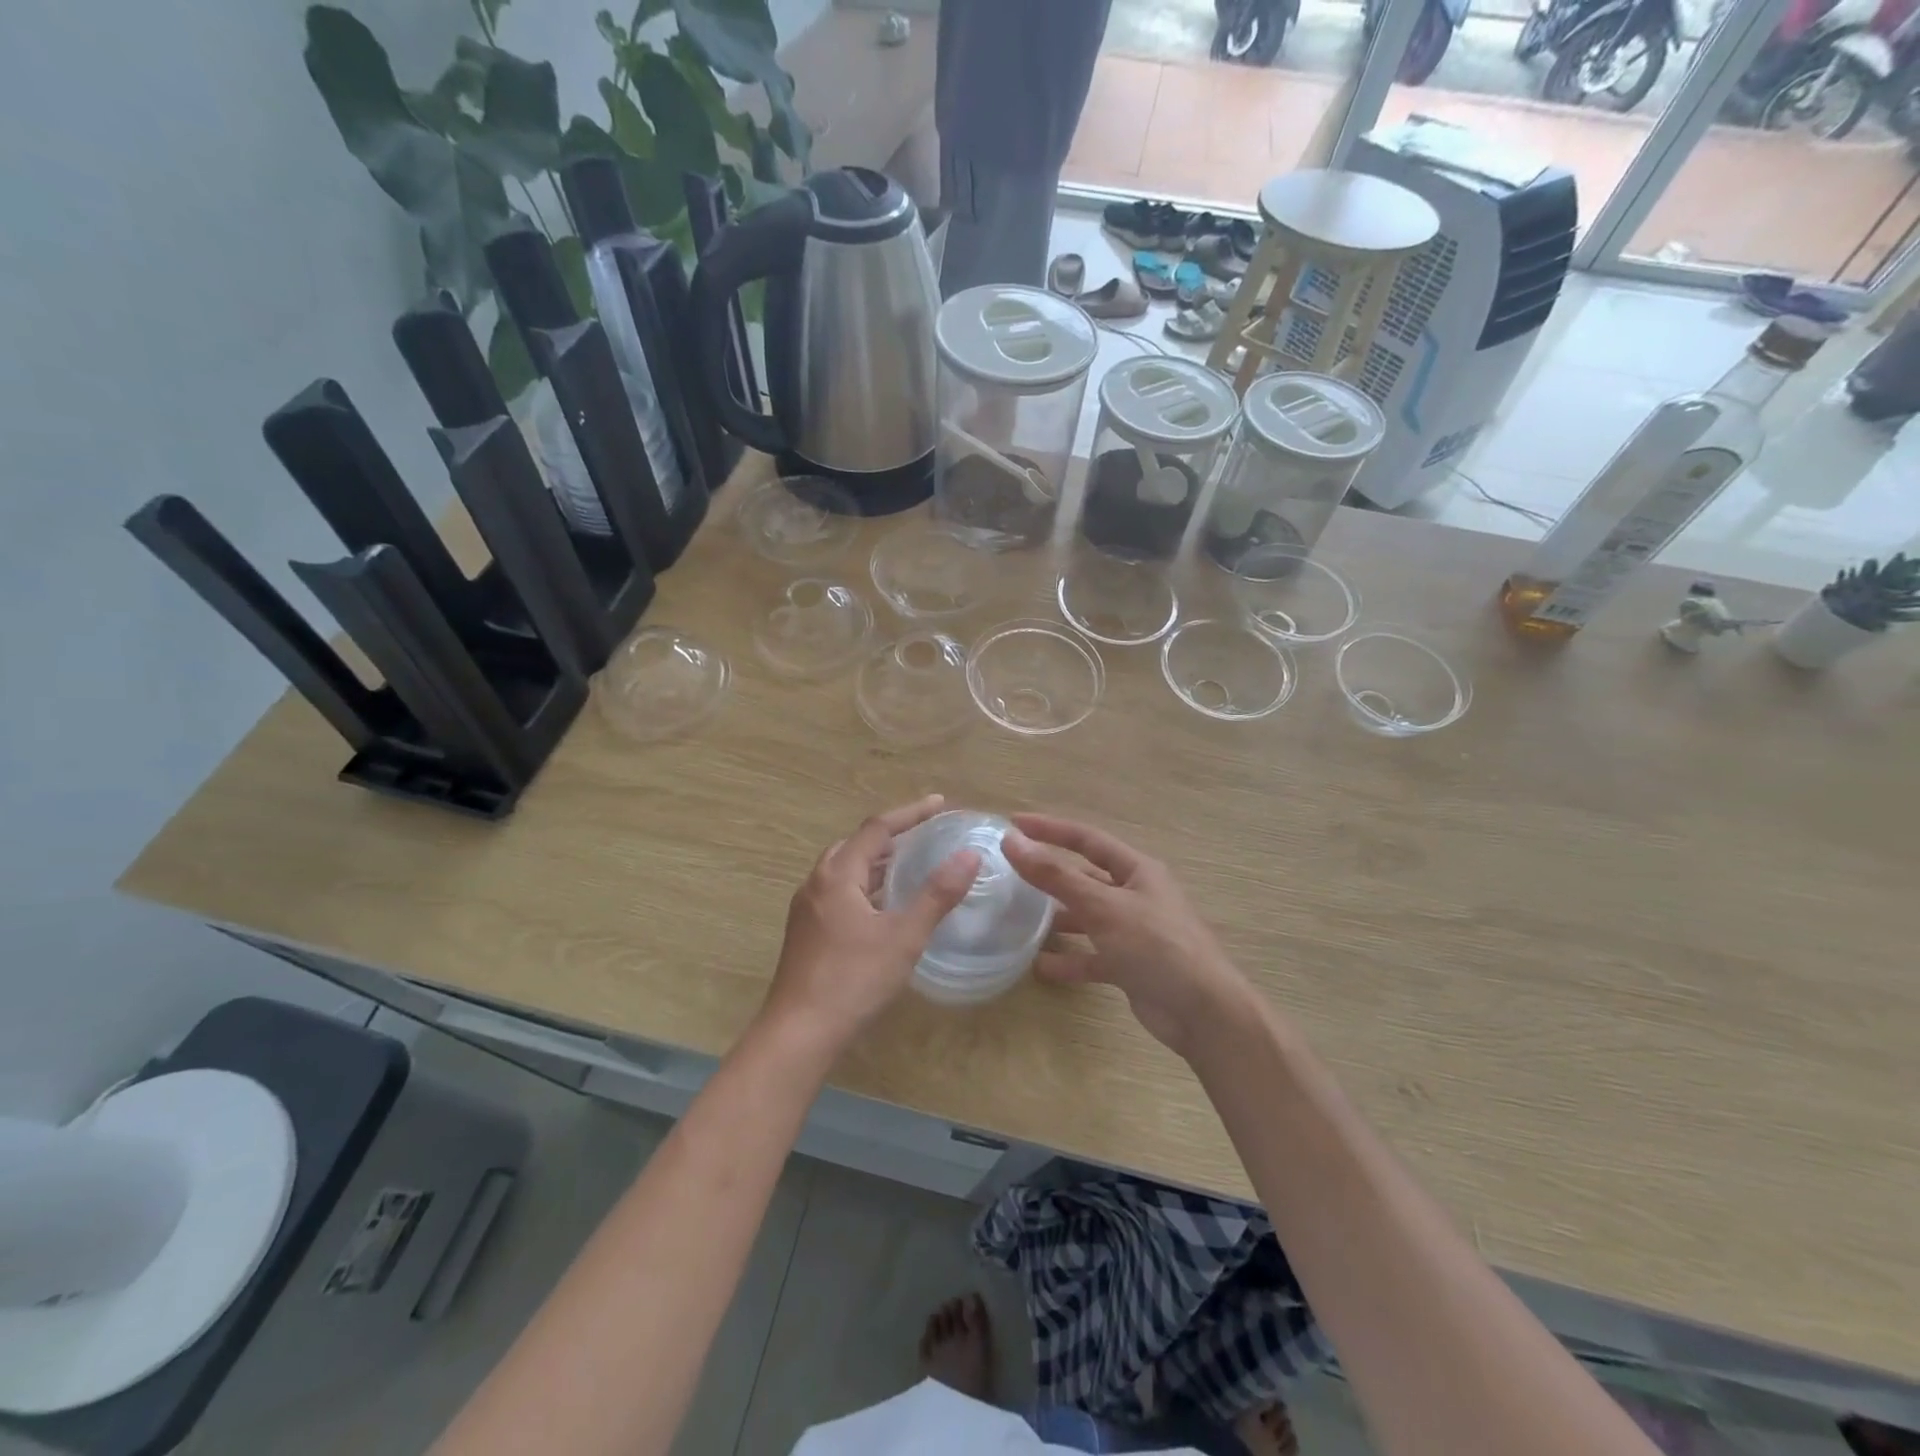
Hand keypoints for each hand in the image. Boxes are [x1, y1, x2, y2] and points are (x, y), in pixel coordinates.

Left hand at [761, 795, 980, 1054]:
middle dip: (891, 836)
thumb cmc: (853, 979)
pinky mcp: (806, 933)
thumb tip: (970, 856)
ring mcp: (807, 909)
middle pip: (856, 845)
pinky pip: (839, 893)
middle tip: (924, 835)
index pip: (877, 828)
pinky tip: (883, 908)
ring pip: (845, 871)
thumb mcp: (904, 936)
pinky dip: (865, 887)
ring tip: (909, 866)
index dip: (910, 813)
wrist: (799, 1033)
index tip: (939, 803)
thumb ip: (937, 894)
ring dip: (876, 862)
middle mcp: (816, 884)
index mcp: (837, 875)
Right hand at [1001, 814, 1257, 1059]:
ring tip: (1020, 919)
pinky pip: (1093, 955)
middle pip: (1086, 877)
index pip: (1087, 838)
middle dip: (1052, 875)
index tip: (1014, 823)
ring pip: (1088, 916)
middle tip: (1012, 873)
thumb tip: (1012, 841)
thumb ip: (1056, 876)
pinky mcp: (1131, 965)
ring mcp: (1135, 931)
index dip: (1050, 829)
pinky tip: (1041, 966)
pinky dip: (1070, 959)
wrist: (1203, 1013)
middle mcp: (1136, 895)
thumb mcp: (1103, 906)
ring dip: (1058, 918)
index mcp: (1137, 870)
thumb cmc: (1156, 946)